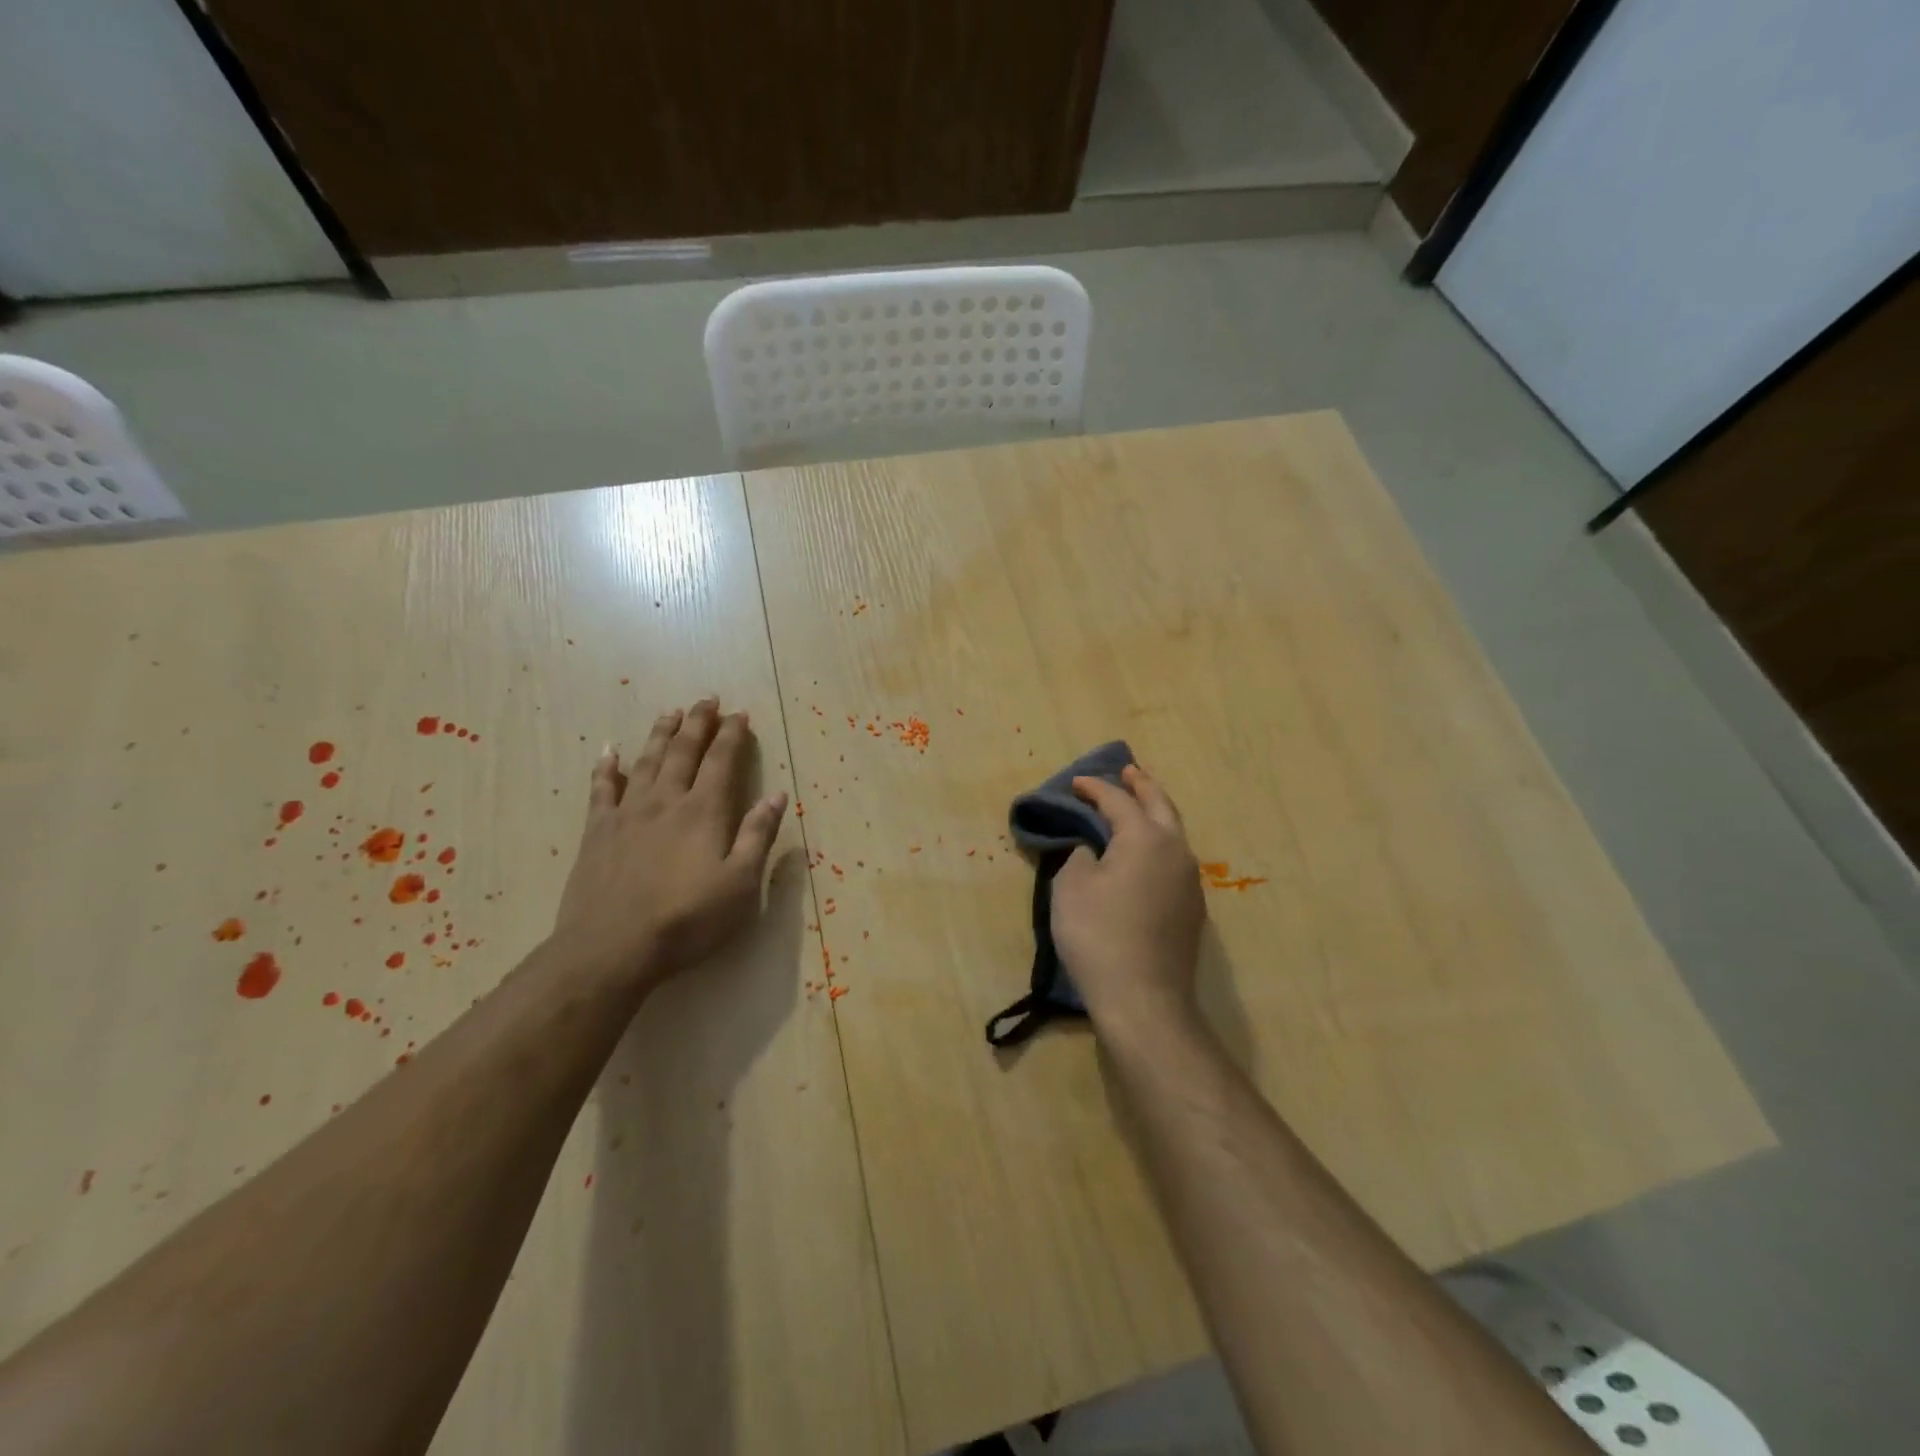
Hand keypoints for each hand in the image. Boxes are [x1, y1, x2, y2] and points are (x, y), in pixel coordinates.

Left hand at [553, 698, 786, 987]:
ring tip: (670, 712)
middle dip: (698, 723)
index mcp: (704, 811)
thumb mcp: (740, 883)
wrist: (612, 947)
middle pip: (683, 751)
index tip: (741, 714)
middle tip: (707, 700)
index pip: (722, 761)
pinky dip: (606, 767)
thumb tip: (777, 796)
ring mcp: (627, 813)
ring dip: (660, 734)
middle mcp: (666, 801)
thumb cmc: (687, 919)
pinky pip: (602, 789)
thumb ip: (757, 835)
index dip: (733, 735)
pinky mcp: (597, 832)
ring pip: (646, 761)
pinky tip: (609, 752)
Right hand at [1051, 764, 1206, 1030]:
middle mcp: (1175, 850)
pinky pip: (1175, 859)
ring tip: (1138, 805)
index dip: (1095, 788)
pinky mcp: (1192, 907)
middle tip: (1128, 771)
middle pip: (1160, 805)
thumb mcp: (1072, 888)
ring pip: (1174, 832)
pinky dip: (1159, 843)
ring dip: (1155, 813)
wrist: (1143, 999)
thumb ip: (1081, 856)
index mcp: (1145, 838)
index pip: (1118, 801)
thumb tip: (1095, 852)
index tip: (1076, 783)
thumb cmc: (1099, 936)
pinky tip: (1147, 853)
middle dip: (1142, 785)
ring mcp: (1190, 880)